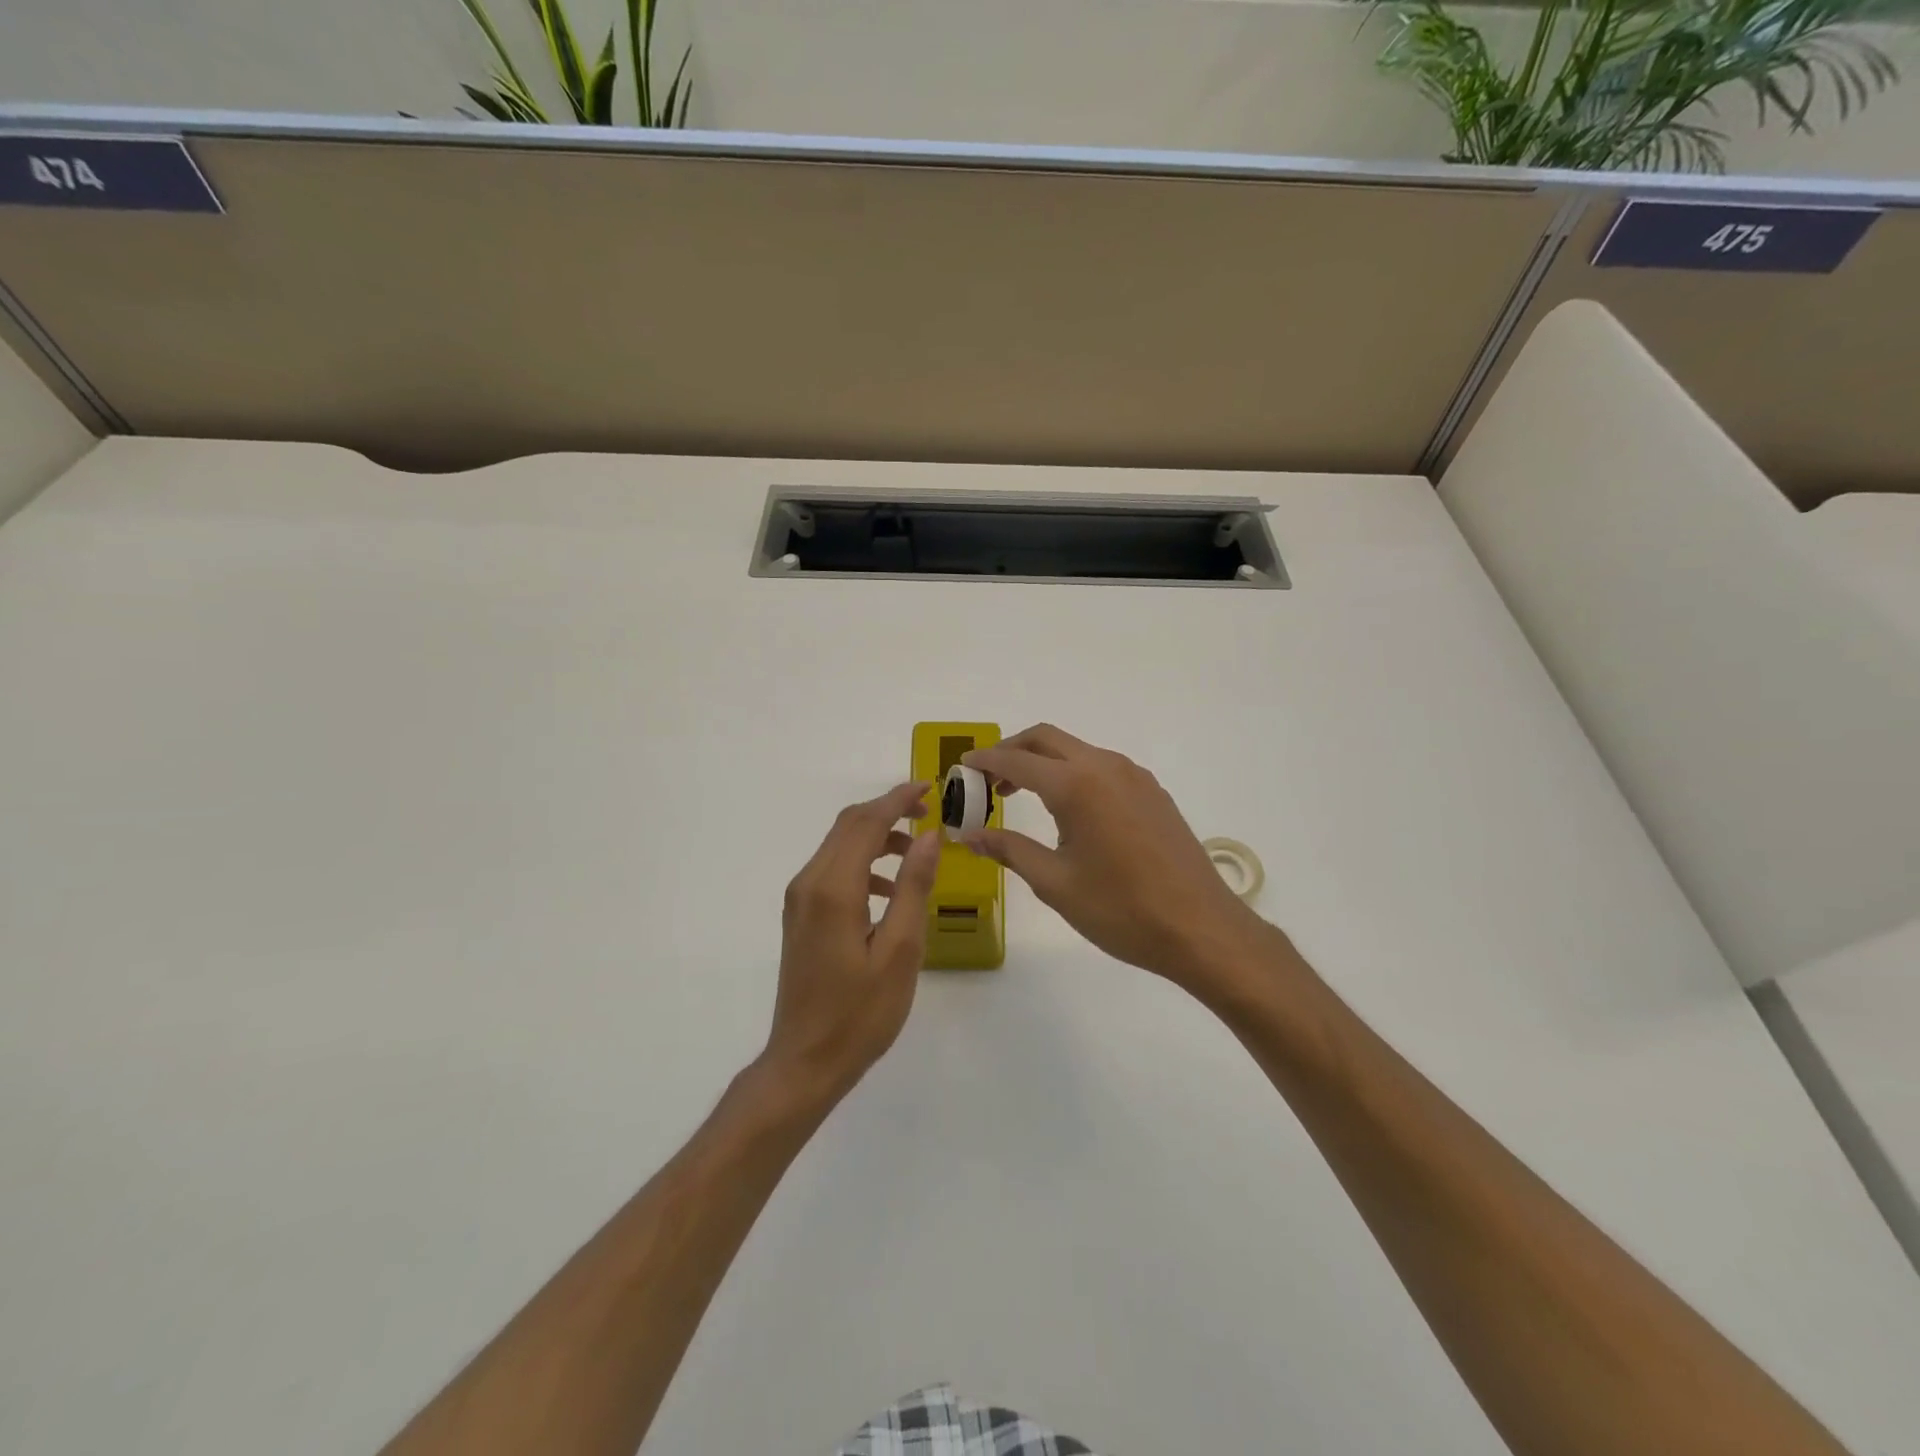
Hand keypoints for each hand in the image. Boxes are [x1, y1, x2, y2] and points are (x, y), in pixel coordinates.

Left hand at [762, 781, 942, 1101]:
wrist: (804, 1062)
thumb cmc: (860, 1013)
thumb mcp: (900, 951)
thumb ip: (913, 887)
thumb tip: (930, 836)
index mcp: (833, 889)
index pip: (866, 823)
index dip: (898, 799)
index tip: (931, 788)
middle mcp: (809, 883)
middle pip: (848, 826)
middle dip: (888, 811)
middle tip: (930, 815)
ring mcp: (799, 900)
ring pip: (839, 845)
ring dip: (877, 837)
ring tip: (918, 853)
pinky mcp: (800, 915)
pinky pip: (833, 870)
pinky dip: (863, 863)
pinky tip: (889, 890)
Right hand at [959, 725, 1272, 994]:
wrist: (1202, 928)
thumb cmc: (1121, 909)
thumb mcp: (1055, 883)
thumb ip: (1010, 850)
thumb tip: (970, 836)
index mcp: (1077, 785)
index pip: (1016, 760)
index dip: (984, 761)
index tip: (961, 768)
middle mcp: (1105, 767)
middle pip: (1046, 739)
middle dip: (1011, 751)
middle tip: (987, 779)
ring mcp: (1134, 777)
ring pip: (1076, 750)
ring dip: (1043, 761)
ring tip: (1021, 795)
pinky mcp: (1152, 792)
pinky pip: (1101, 767)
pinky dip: (1072, 773)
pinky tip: (1067, 809)